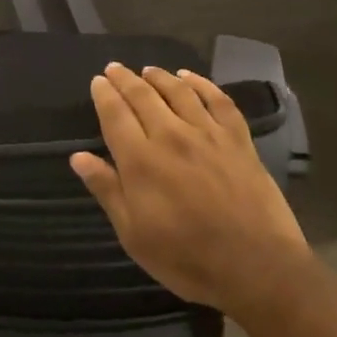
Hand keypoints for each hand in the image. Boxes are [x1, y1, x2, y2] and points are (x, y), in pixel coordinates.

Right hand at [71, 63, 310, 321]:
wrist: (258, 268)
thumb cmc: (187, 258)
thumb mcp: (134, 234)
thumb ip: (107, 190)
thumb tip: (79, 157)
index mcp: (140, 160)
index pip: (115, 114)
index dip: (104, 94)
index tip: (97, 81)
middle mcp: (171, 136)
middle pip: (143, 96)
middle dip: (125, 79)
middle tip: (114, 68)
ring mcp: (208, 135)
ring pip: (179, 91)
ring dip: (160, 77)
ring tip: (148, 70)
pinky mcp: (238, 140)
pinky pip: (219, 101)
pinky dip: (202, 84)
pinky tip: (192, 78)